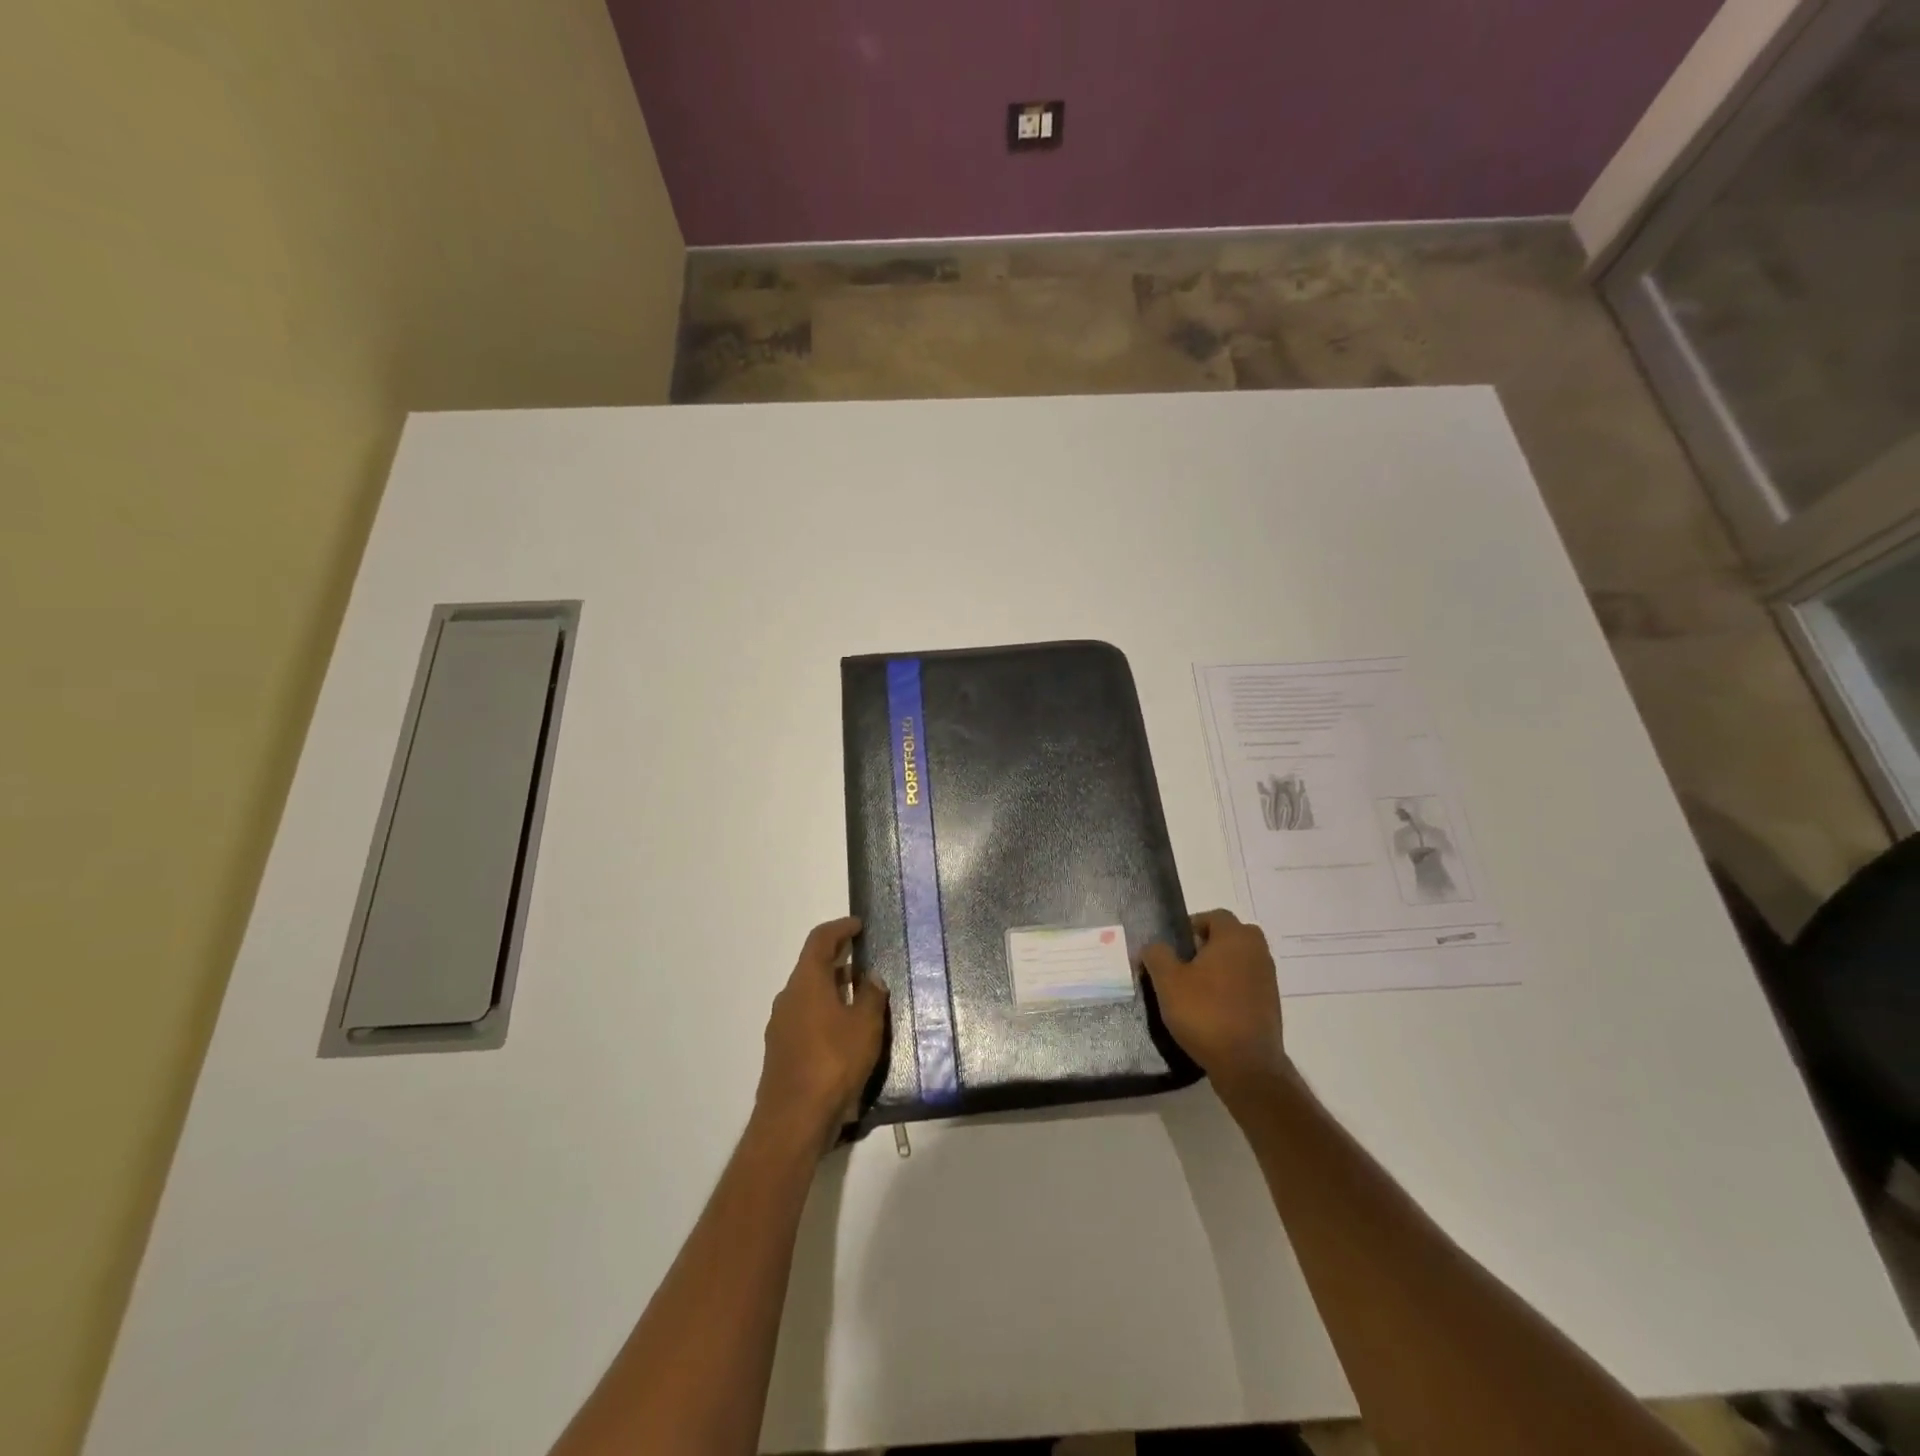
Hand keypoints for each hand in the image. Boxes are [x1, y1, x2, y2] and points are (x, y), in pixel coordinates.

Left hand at [752, 917, 887, 1154]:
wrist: (793, 1120)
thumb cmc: (833, 1062)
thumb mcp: (866, 1026)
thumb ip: (872, 996)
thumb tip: (871, 977)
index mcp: (806, 982)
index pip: (820, 940)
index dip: (840, 928)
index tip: (858, 925)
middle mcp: (788, 998)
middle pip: (812, 967)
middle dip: (837, 960)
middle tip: (863, 959)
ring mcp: (781, 1026)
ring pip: (808, 995)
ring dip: (832, 989)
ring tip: (860, 997)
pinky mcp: (781, 1052)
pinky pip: (805, 1019)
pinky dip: (825, 1013)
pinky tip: (845, 1032)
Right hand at [1143, 910, 1288, 1106]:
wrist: (1246, 1065)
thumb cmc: (1204, 1013)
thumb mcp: (1167, 981)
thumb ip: (1157, 955)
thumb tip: (1154, 946)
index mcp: (1235, 938)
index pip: (1215, 916)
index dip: (1192, 926)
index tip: (1175, 947)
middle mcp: (1257, 952)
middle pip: (1232, 936)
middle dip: (1209, 944)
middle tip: (1186, 964)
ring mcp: (1268, 979)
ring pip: (1241, 960)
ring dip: (1221, 967)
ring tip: (1196, 989)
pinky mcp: (1271, 1004)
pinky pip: (1248, 983)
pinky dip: (1232, 988)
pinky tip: (1212, 1009)